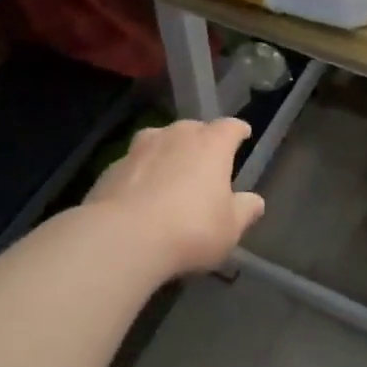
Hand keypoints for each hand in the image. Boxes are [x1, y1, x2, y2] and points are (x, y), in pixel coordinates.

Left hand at [85, 118, 265, 277]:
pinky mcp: (112, 167)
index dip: (237, 131)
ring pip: (159, 140)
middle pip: (193, 129)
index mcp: (211, 144)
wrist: (123, 238)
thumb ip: (244, 211)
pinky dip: (142, 173)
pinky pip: (135, 164)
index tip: (242, 134)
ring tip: (171, 172)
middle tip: (206, 160)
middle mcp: (176, 136)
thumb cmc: (190, 229)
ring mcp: (140, 148)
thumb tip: (255, 201)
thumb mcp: (229, 228)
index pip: (230, 127)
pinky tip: (141, 195)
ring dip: (168, 151)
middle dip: (202, 140)